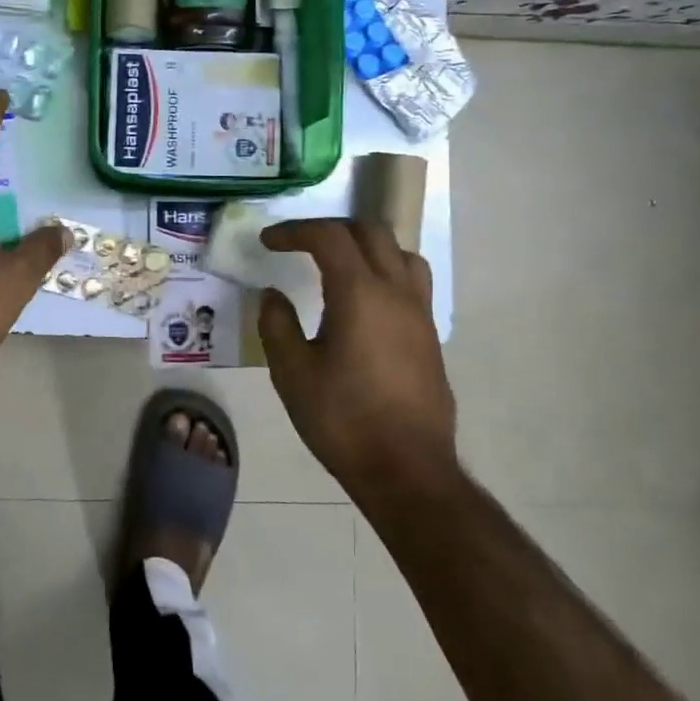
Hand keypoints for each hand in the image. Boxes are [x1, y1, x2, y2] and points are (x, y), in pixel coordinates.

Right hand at [257, 219, 456, 498]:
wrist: (407, 471)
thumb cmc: (344, 420)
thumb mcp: (293, 374)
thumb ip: (277, 325)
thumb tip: (273, 295)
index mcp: (360, 293)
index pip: (329, 236)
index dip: (295, 231)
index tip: (269, 242)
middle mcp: (396, 292)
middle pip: (370, 231)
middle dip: (331, 229)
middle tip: (300, 245)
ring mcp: (420, 313)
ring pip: (400, 253)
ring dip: (366, 246)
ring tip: (339, 265)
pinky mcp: (430, 336)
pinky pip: (411, 282)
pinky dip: (385, 272)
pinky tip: (364, 303)